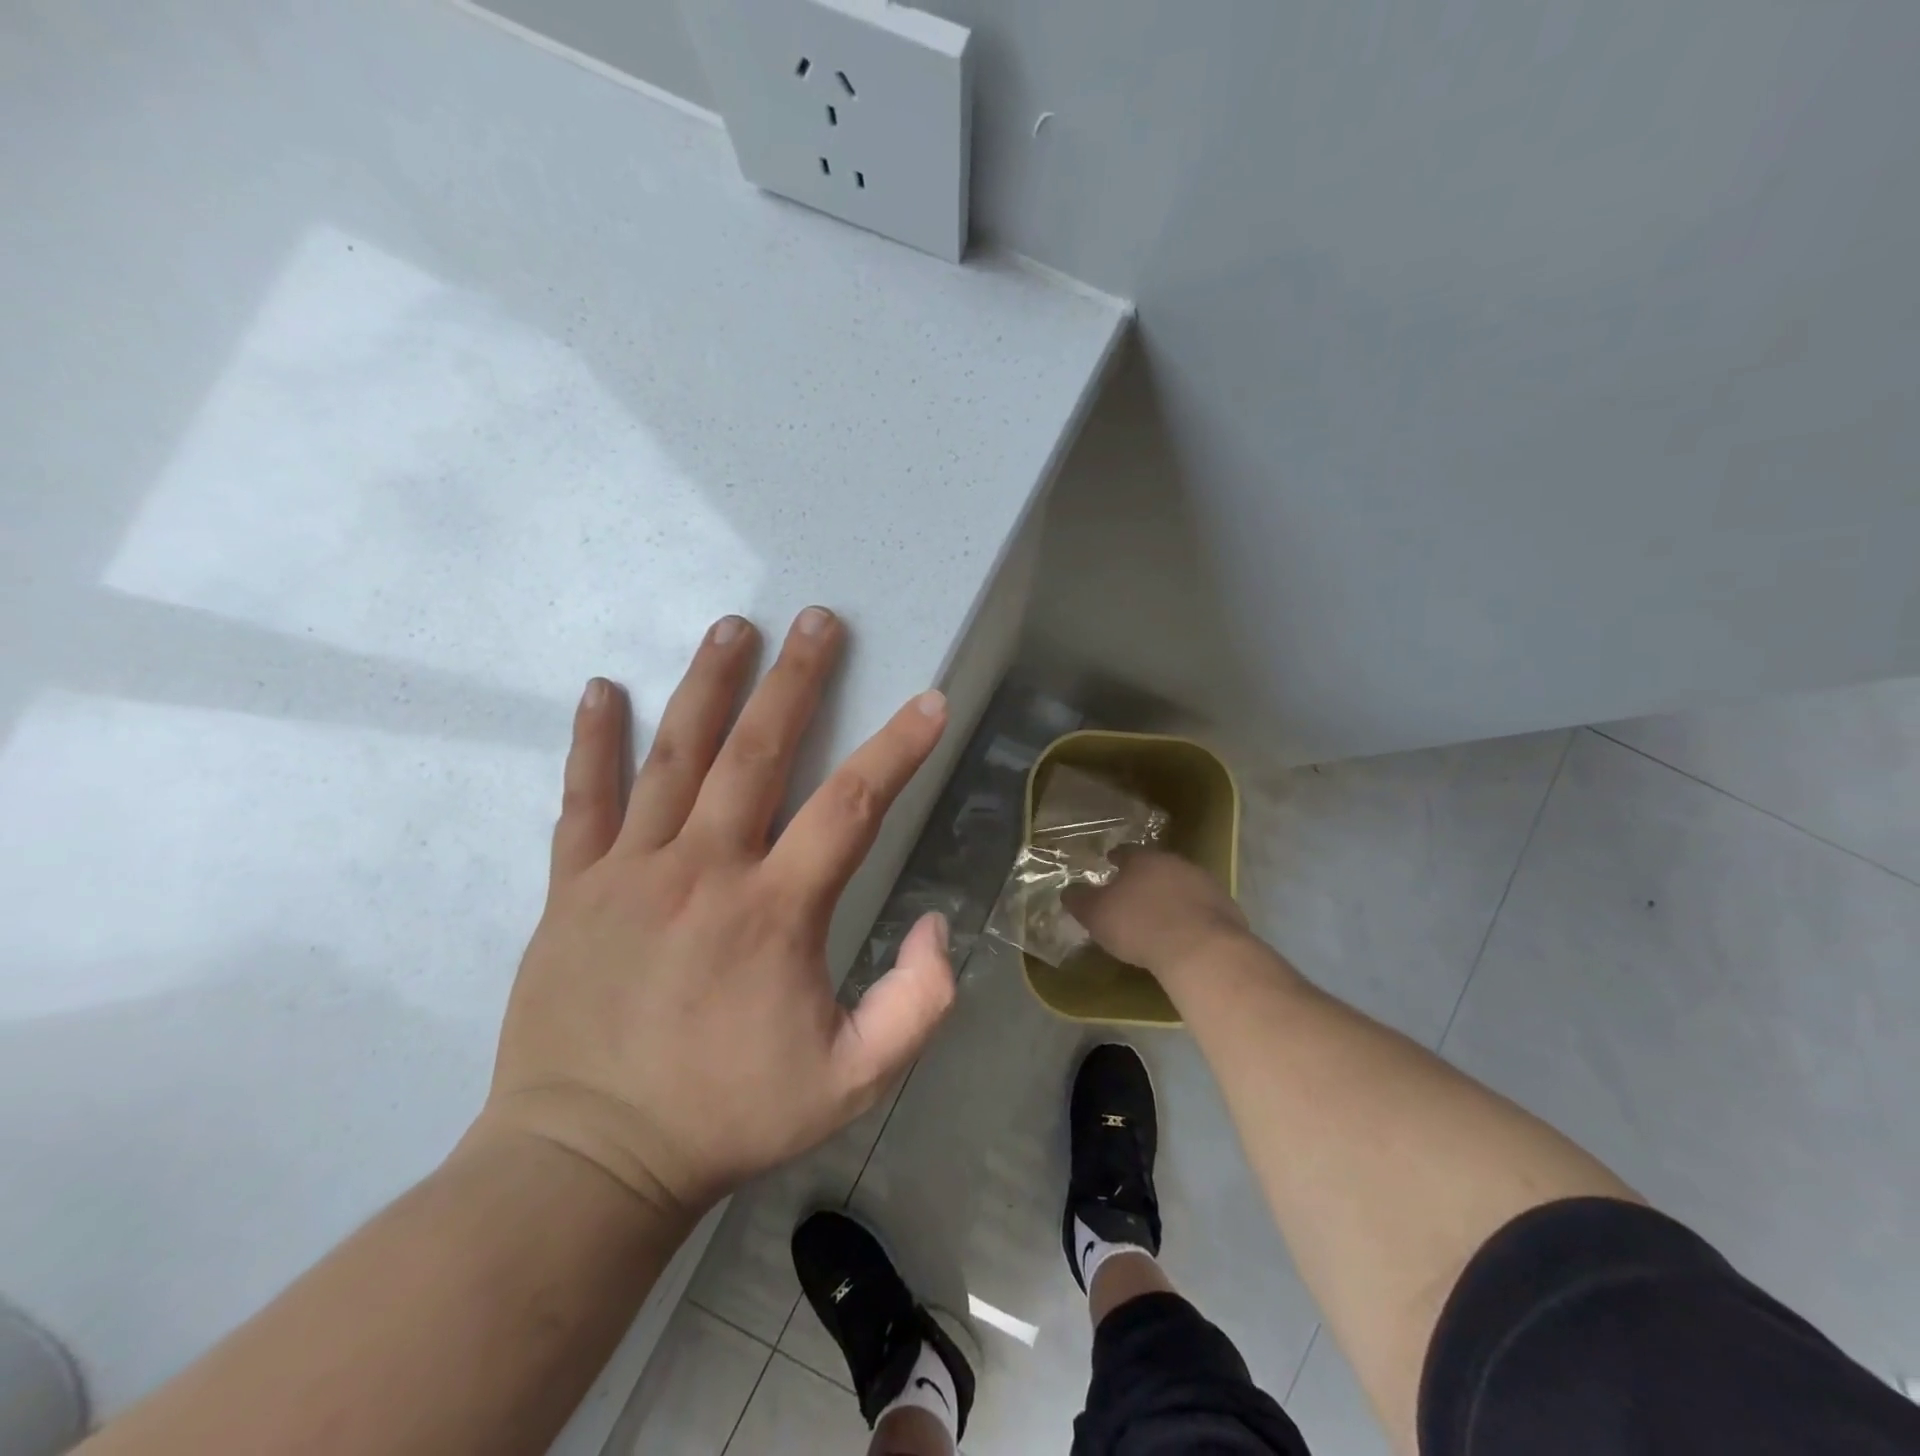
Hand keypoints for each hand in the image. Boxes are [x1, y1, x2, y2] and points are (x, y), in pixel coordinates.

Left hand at [480, 608, 955, 1219]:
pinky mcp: (573, 888)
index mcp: (774, 912)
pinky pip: (584, 800)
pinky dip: (593, 741)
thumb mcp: (850, 1083)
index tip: (928, 702)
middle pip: (757, 752)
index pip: (850, 806)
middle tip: (817, 620)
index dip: (896, 749)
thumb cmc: (727, 1118)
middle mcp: (705, 870)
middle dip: (795, 680)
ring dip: (708, 685)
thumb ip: (915, 1006)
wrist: (587, 1161)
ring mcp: (630, 872)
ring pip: (675, 757)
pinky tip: (602, 690)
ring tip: (733, 627)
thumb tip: (937, 925)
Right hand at [1065, 847, 1250, 981]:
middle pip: (1157, 866)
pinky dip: (1192, 915)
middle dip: (1146, 877)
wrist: (1201, 949)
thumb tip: (1068, 891)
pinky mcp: (1227, 908)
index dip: (1116, 859)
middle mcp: (1175, 863)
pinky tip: (1186, 933)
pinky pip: (1203, 908)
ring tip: (1161, 915)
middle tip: (1135, 893)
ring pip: (1183, 884)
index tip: (1110, 864)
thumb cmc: (1140, 925)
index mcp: (1143, 859)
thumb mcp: (1097, 915)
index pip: (1126, 852)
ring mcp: (1205, 884)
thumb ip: (1081, 900)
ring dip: (1172, 895)